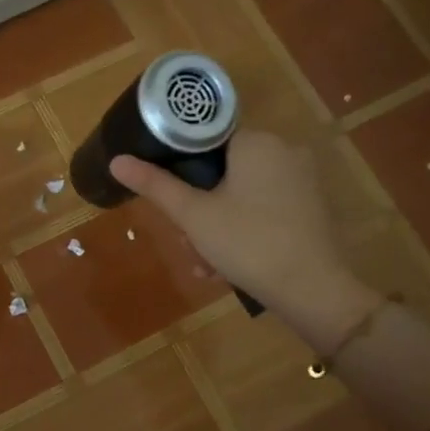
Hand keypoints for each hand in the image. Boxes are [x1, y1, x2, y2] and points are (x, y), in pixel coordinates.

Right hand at [110, 131, 378, 347]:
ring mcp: (301, 180)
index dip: (181, 169)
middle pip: (223, 172)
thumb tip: (117, 161)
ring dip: (217, 228)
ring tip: (206, 266)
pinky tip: (230, 266)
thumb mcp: (194, 216)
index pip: (206, 140)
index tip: (172, 201)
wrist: (313, 290)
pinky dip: (244, 231)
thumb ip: (156, 185)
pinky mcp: (311, 206)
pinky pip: (264, 209)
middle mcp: (283, 150)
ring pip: (241, 195)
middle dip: (199, 210)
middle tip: (187, 244)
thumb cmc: (248, 243)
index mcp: (256, 141)